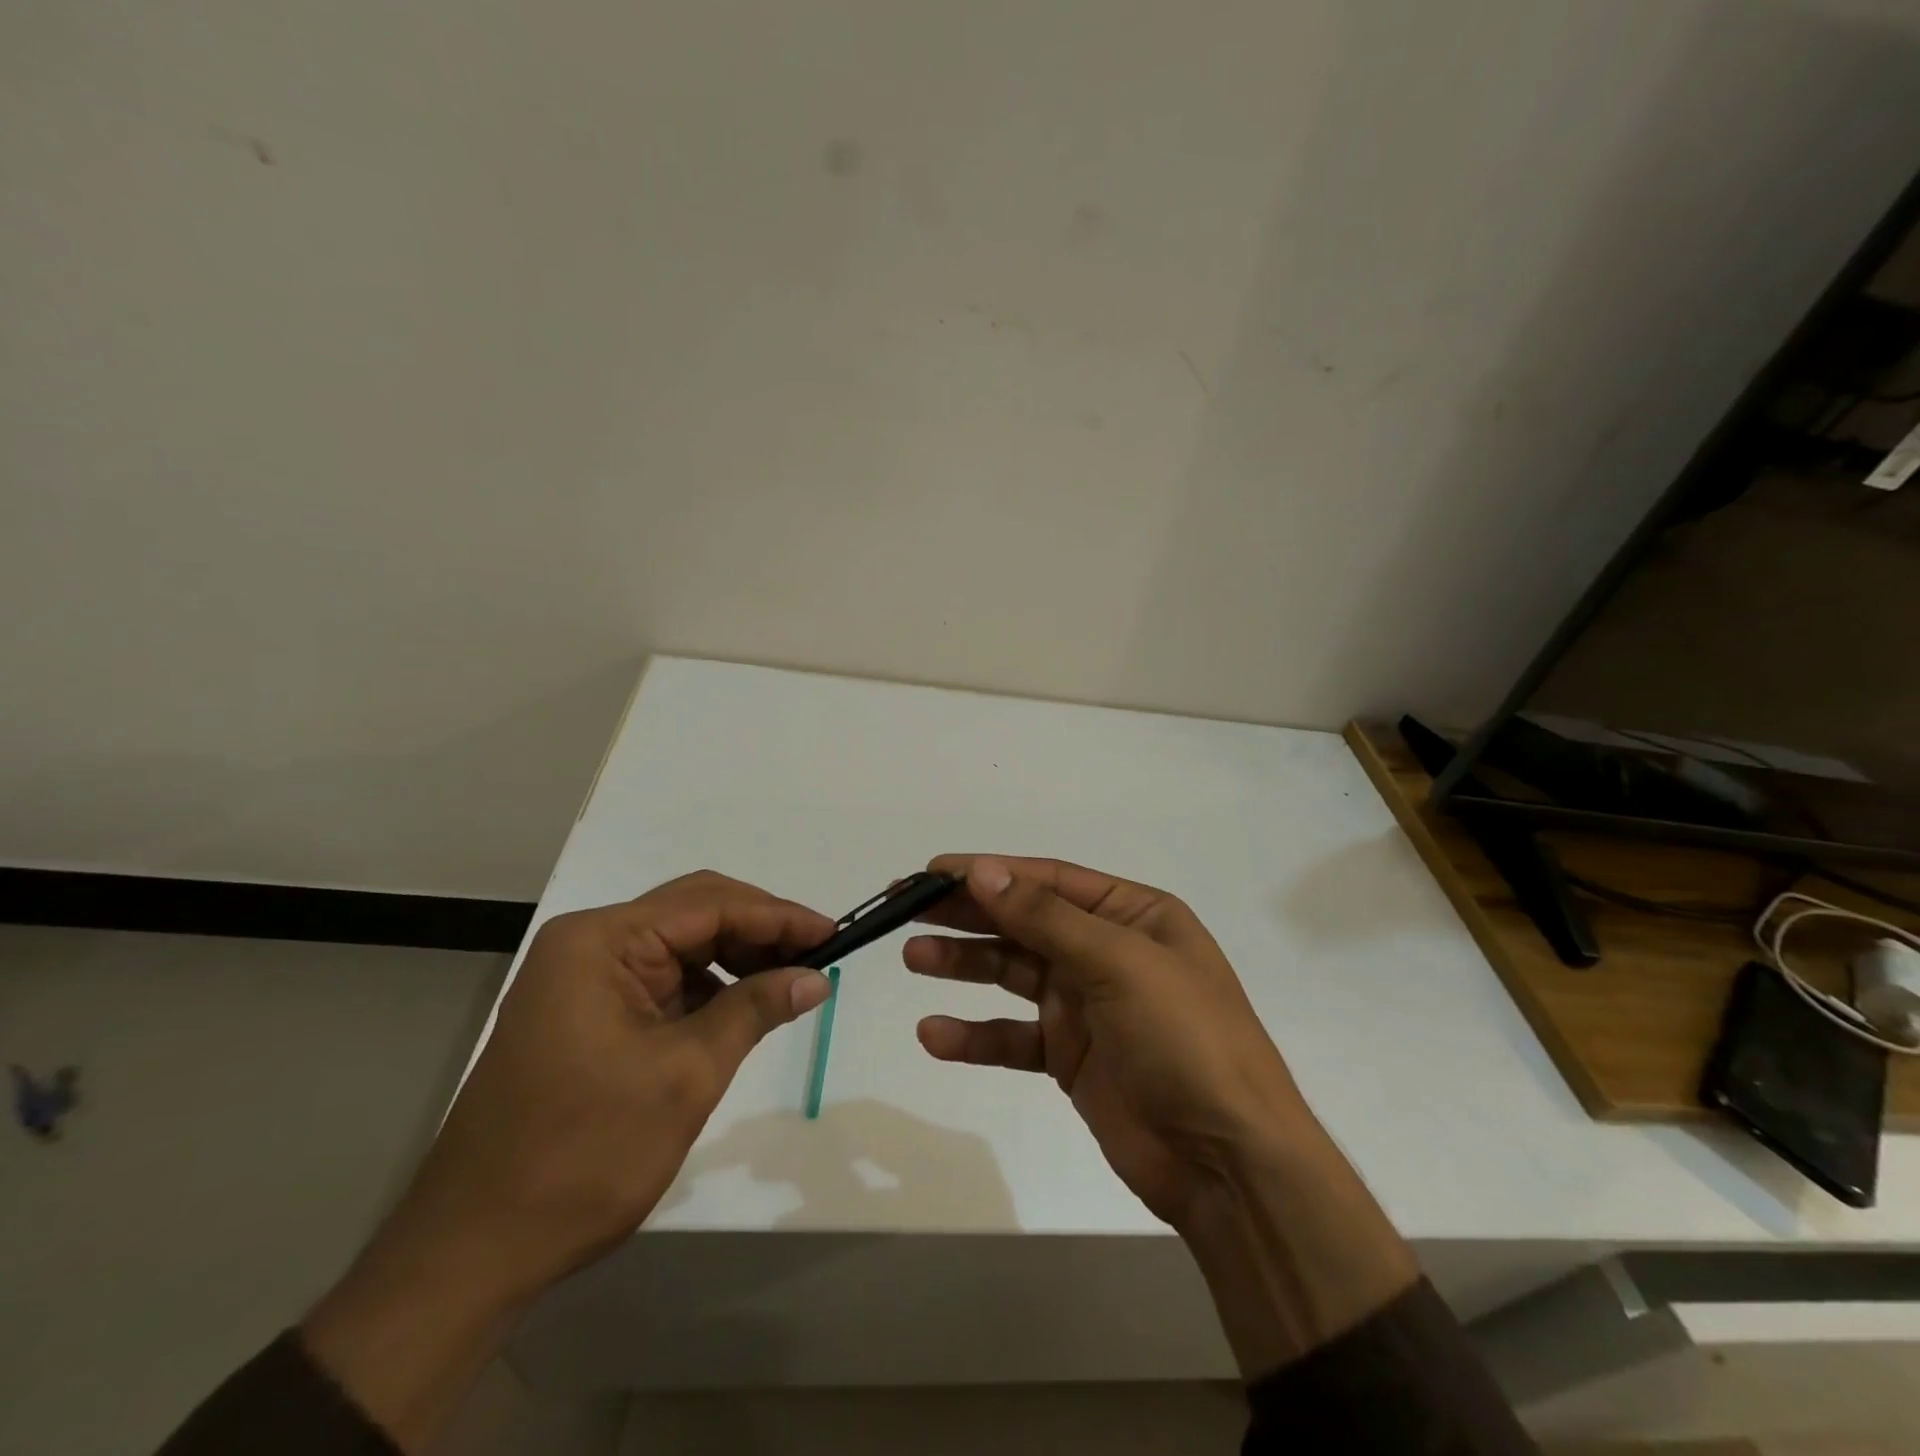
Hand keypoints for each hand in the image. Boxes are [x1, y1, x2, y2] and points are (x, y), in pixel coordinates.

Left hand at [304, 871, 833, 1449]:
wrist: (473, 1252)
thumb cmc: (583, 1154)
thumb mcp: (685, 1075)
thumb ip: (755, 1009)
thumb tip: (816, 976)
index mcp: (601, 941)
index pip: (709, 905)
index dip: (778, 916)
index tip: (834, 933)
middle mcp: (588, 944)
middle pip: (693, 913)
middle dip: (760, 930)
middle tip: (819, 954)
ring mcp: (582, 978)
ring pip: (680, 945)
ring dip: (736, 957)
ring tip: (790, 979)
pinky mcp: (586, 1012)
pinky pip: (660, 980)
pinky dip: (706, 987)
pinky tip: (741, 1006)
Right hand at [906, 855, 1416, 1374]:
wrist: (1228, 1162)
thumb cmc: (1185, 1039)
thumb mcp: (1120, 963)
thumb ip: (1046, 918)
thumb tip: (984, 871)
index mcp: (1132, 915)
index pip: (1049, 879)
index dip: (990, 872)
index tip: (932, 872)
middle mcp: (1107, 951)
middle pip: (1024, 921)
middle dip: (967, 913)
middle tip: (905, 907)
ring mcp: (1087, 1005)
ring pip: (1012, 973)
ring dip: (963, 964)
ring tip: (911, 957)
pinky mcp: (1070, 1057)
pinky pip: (1013, 1036)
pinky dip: (975, 1035)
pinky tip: (934, 1035)